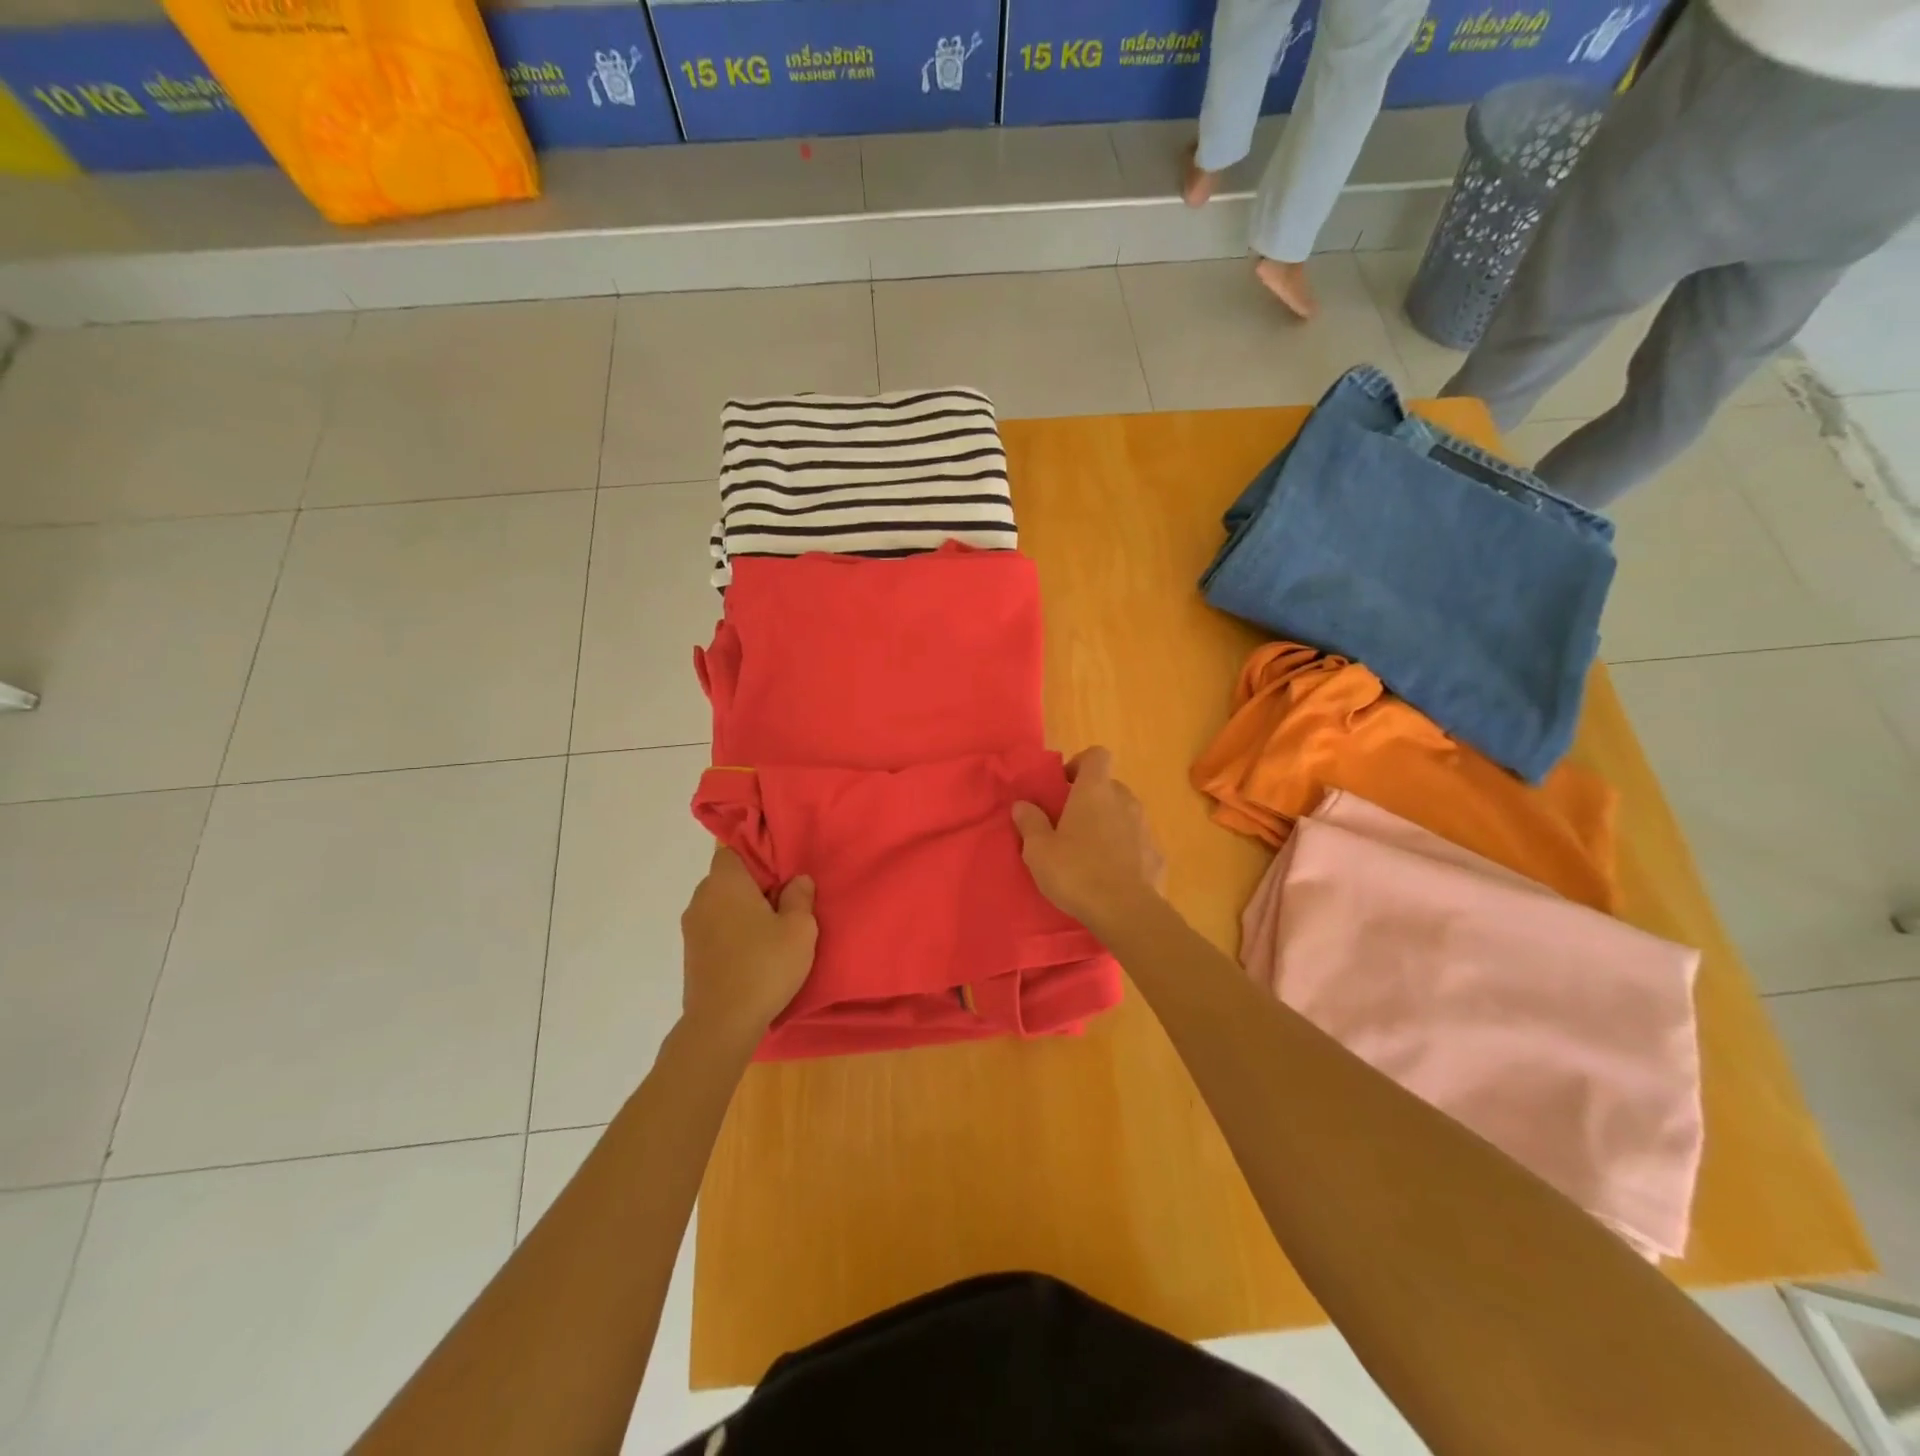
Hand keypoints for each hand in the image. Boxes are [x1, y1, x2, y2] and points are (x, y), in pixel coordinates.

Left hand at [680, 846, 816, 1045]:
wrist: (722, 1024)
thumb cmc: (764, 966)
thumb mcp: (799, 929)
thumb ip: (800, 897)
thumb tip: (797, 880)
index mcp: (725, 882)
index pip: (734, 848)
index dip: (757, 854)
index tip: (781, 869)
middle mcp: (702, 898)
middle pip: (728, 877)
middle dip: (753, 884)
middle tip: (784, 899)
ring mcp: (692, 928)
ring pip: (721, 904)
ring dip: (742, 910)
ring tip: (772, 928)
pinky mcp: (691, 954)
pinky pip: (715, 928)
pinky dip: (732, 931)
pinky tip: (754, 950)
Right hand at [1012, 747, 1165, 934]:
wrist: (1127, 912)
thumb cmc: (1076, 872)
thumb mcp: (1038, 850)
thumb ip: (1030, 822)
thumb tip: (1022, 804)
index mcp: (1095, 791)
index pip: (1096, 755)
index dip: (1080, 764)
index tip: (1064, 785)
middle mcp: (1124, 801)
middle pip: (1109, 786)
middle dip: (1091, 799)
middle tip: (1069, 824)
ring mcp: (1145, 828)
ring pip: (1125, 815)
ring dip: (1109, 825)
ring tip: (1089, 853)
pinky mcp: (1157, 855)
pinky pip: (1137, 843)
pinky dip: (1125, 850)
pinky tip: (1111, 875)